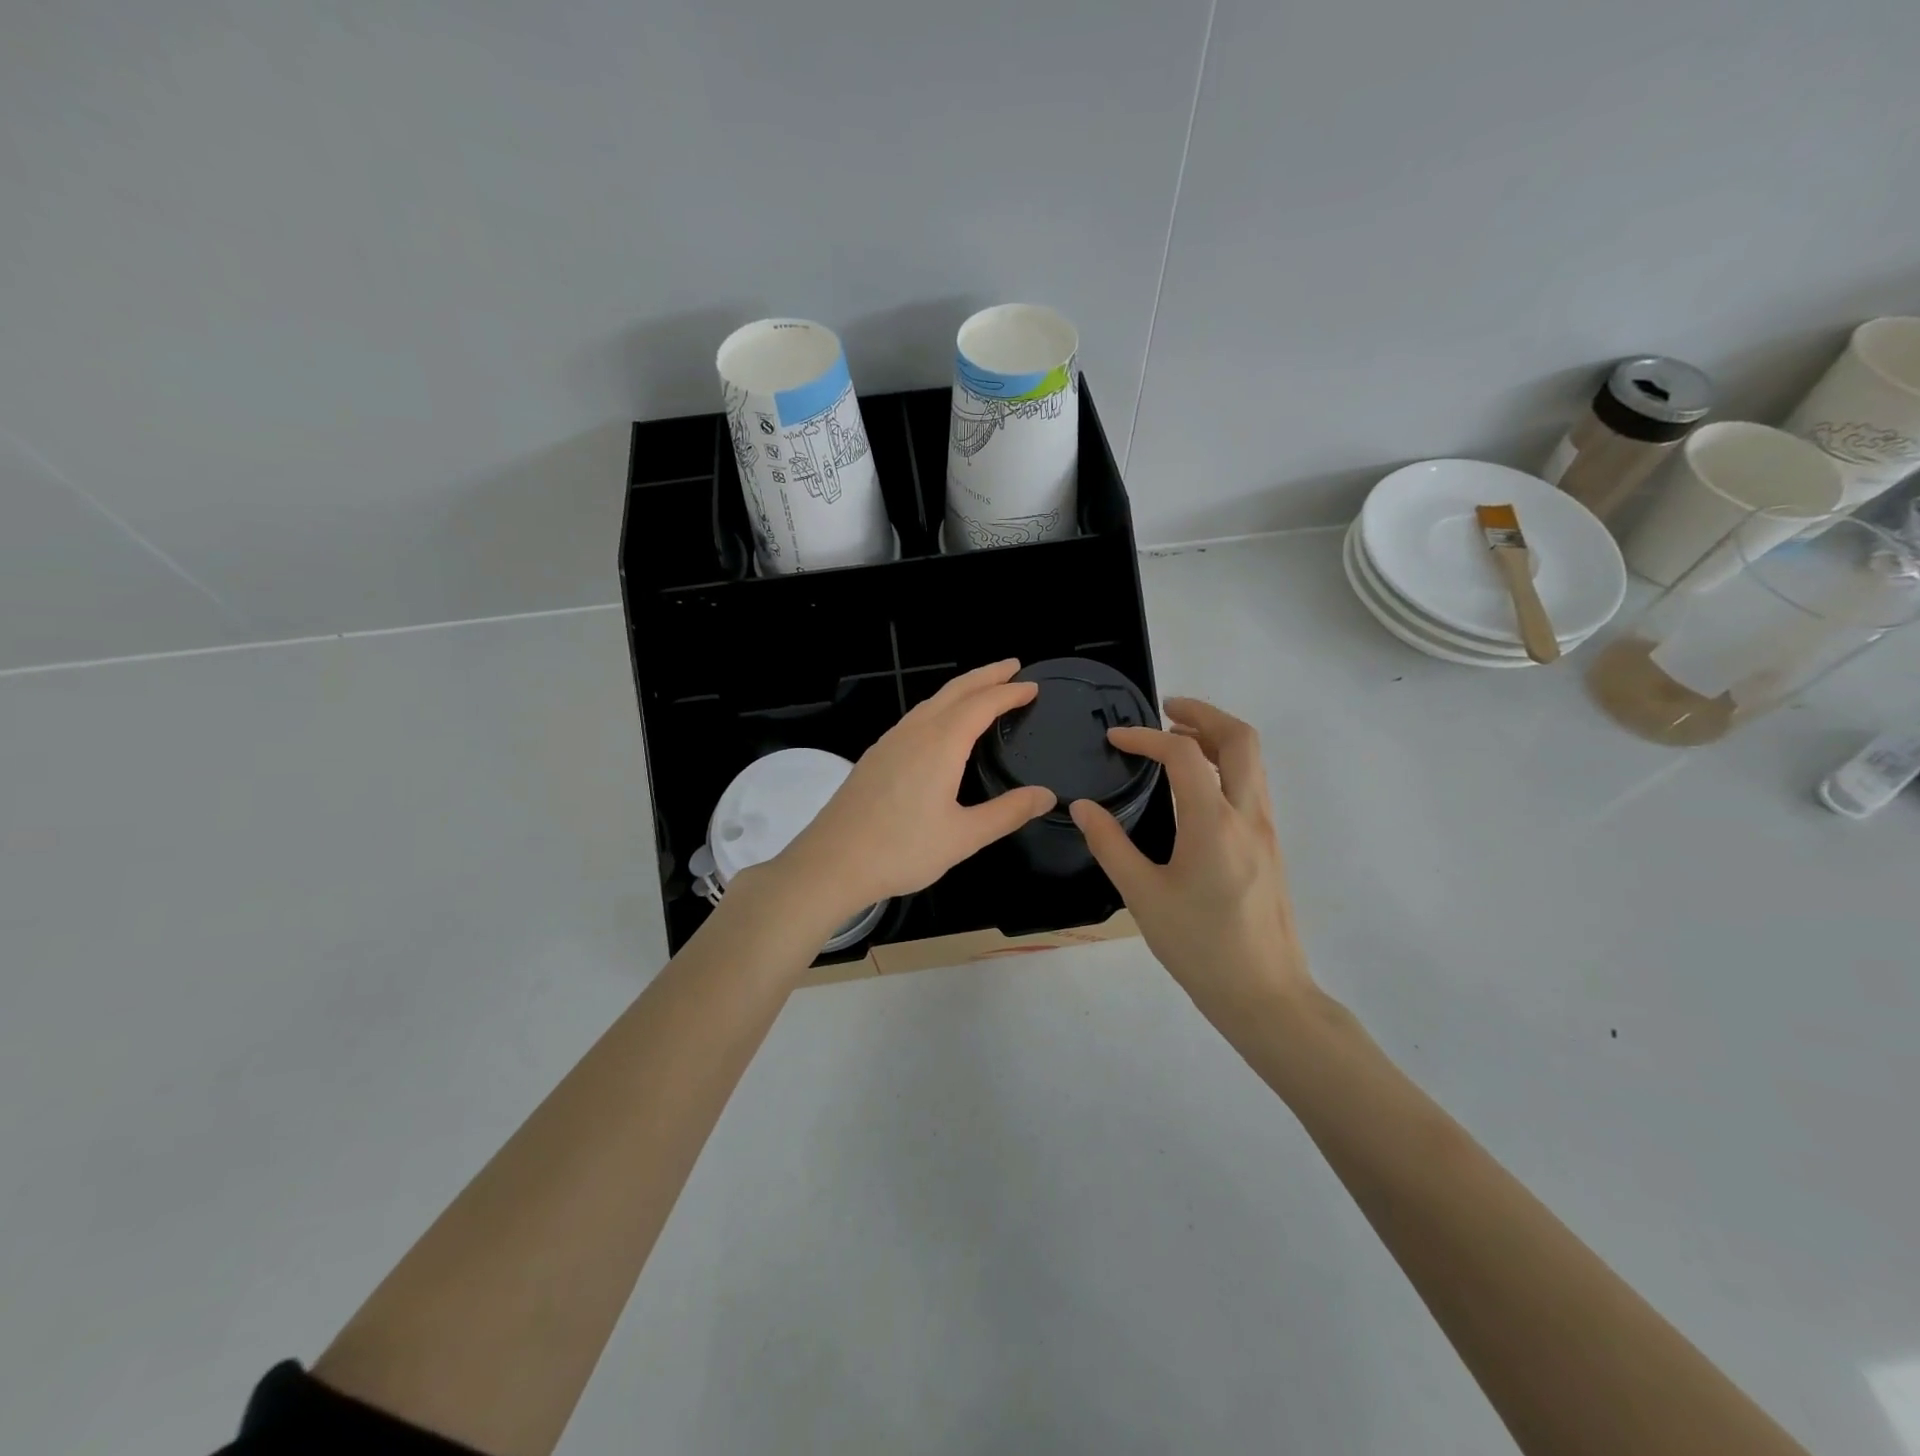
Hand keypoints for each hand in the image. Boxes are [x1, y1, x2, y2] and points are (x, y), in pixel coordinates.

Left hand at [775, 660, 1055, 921]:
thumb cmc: (901, 851)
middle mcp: (915, 732)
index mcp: (940, 745)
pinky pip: (915, 716)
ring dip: (961, 689)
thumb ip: (1007, 813)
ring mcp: (890, 742)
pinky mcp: (875, 756)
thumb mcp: (963, 837)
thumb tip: (1047, 795)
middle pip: (955, 691)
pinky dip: (940, 706)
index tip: (1033, 686)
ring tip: (983, 688)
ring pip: (931, 701)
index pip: (982, 705)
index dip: (1010, 692)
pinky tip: (940, 723)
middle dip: (986, 675)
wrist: (831, 863)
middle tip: (1013, 666)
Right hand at [1068, 698, 1315, 1035]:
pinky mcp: (1271, 846)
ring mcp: (1266, 829)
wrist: (1265, 993)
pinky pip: (1253, 784)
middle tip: (1166, 709)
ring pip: (1253, 760)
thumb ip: (1110, 845)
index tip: (1116, 739)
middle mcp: (1248, 815)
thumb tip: (1083, 806)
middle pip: (1240, 738)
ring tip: (1178, 738)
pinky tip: (1197, 785)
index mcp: (1213, 823)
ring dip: (1217, 736)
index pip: (1183, 754)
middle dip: (1203, 713)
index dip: (1146, 737)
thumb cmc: (1199, 946)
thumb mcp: (1143, 896)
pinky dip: (1227, 763)